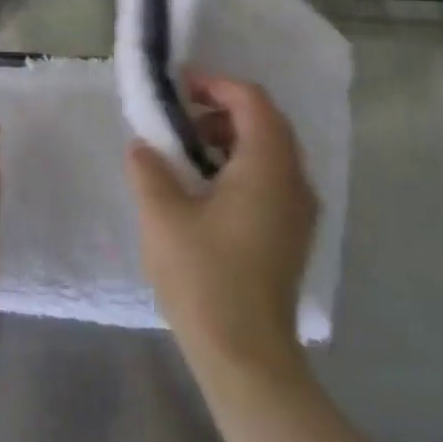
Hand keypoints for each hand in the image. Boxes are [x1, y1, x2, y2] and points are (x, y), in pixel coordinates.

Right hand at [126, 73, 316, 379]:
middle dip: (223, 110)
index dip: (216, 84)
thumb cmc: (204, 277)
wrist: (246, 356)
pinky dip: (242, 167)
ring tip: (188, 155)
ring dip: (232, 139)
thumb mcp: (162, 216)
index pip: (252, 101)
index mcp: (268, 167)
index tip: (179, 89)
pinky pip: (272, 180)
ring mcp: (299, 211)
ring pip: (272, 152)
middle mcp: (294, 181)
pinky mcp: (293, 235)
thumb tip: (143, 145)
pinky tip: (207, 192)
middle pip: (267, 122)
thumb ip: (148, 169)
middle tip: (181, 119)